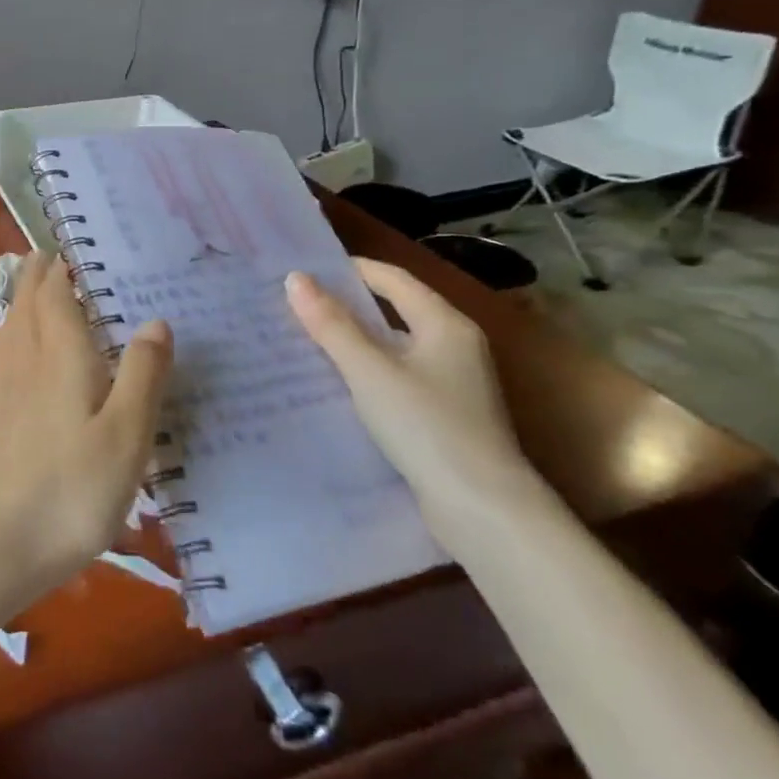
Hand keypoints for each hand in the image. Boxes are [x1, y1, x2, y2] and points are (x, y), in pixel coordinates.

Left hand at [0, 252, 172, 592]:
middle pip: (27, 303)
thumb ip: (143, 374)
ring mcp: (6, 387)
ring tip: (39, 287)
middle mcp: (27, 360)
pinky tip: (25, 350)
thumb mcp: (126, 434)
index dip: (63, 266)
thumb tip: (156, 320)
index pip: (55, 293)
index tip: (75, 244)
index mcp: (59, 355)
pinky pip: (7, 352)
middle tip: (56, 255)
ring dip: (24, 299)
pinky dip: (17, 332)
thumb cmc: (73, 488)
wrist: (1, 543)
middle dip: (38, 274)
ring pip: (12, 326)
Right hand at [285, 259, 537, 534]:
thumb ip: (331, 325)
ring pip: (396, 347)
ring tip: (308, 340)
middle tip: (300, 304)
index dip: (352, 269)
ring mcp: (454, 383)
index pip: (394, 279)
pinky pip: (399, 377)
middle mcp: (455, 345)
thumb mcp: (370, 371)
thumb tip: (296, 279)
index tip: (307, 270)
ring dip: (356, 341)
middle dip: (349, 305)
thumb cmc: (426, 426)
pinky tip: (339, 384)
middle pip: (396, 310)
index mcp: (445, 324)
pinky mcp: (446, 415)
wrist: (482, 509)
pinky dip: (369, 372)